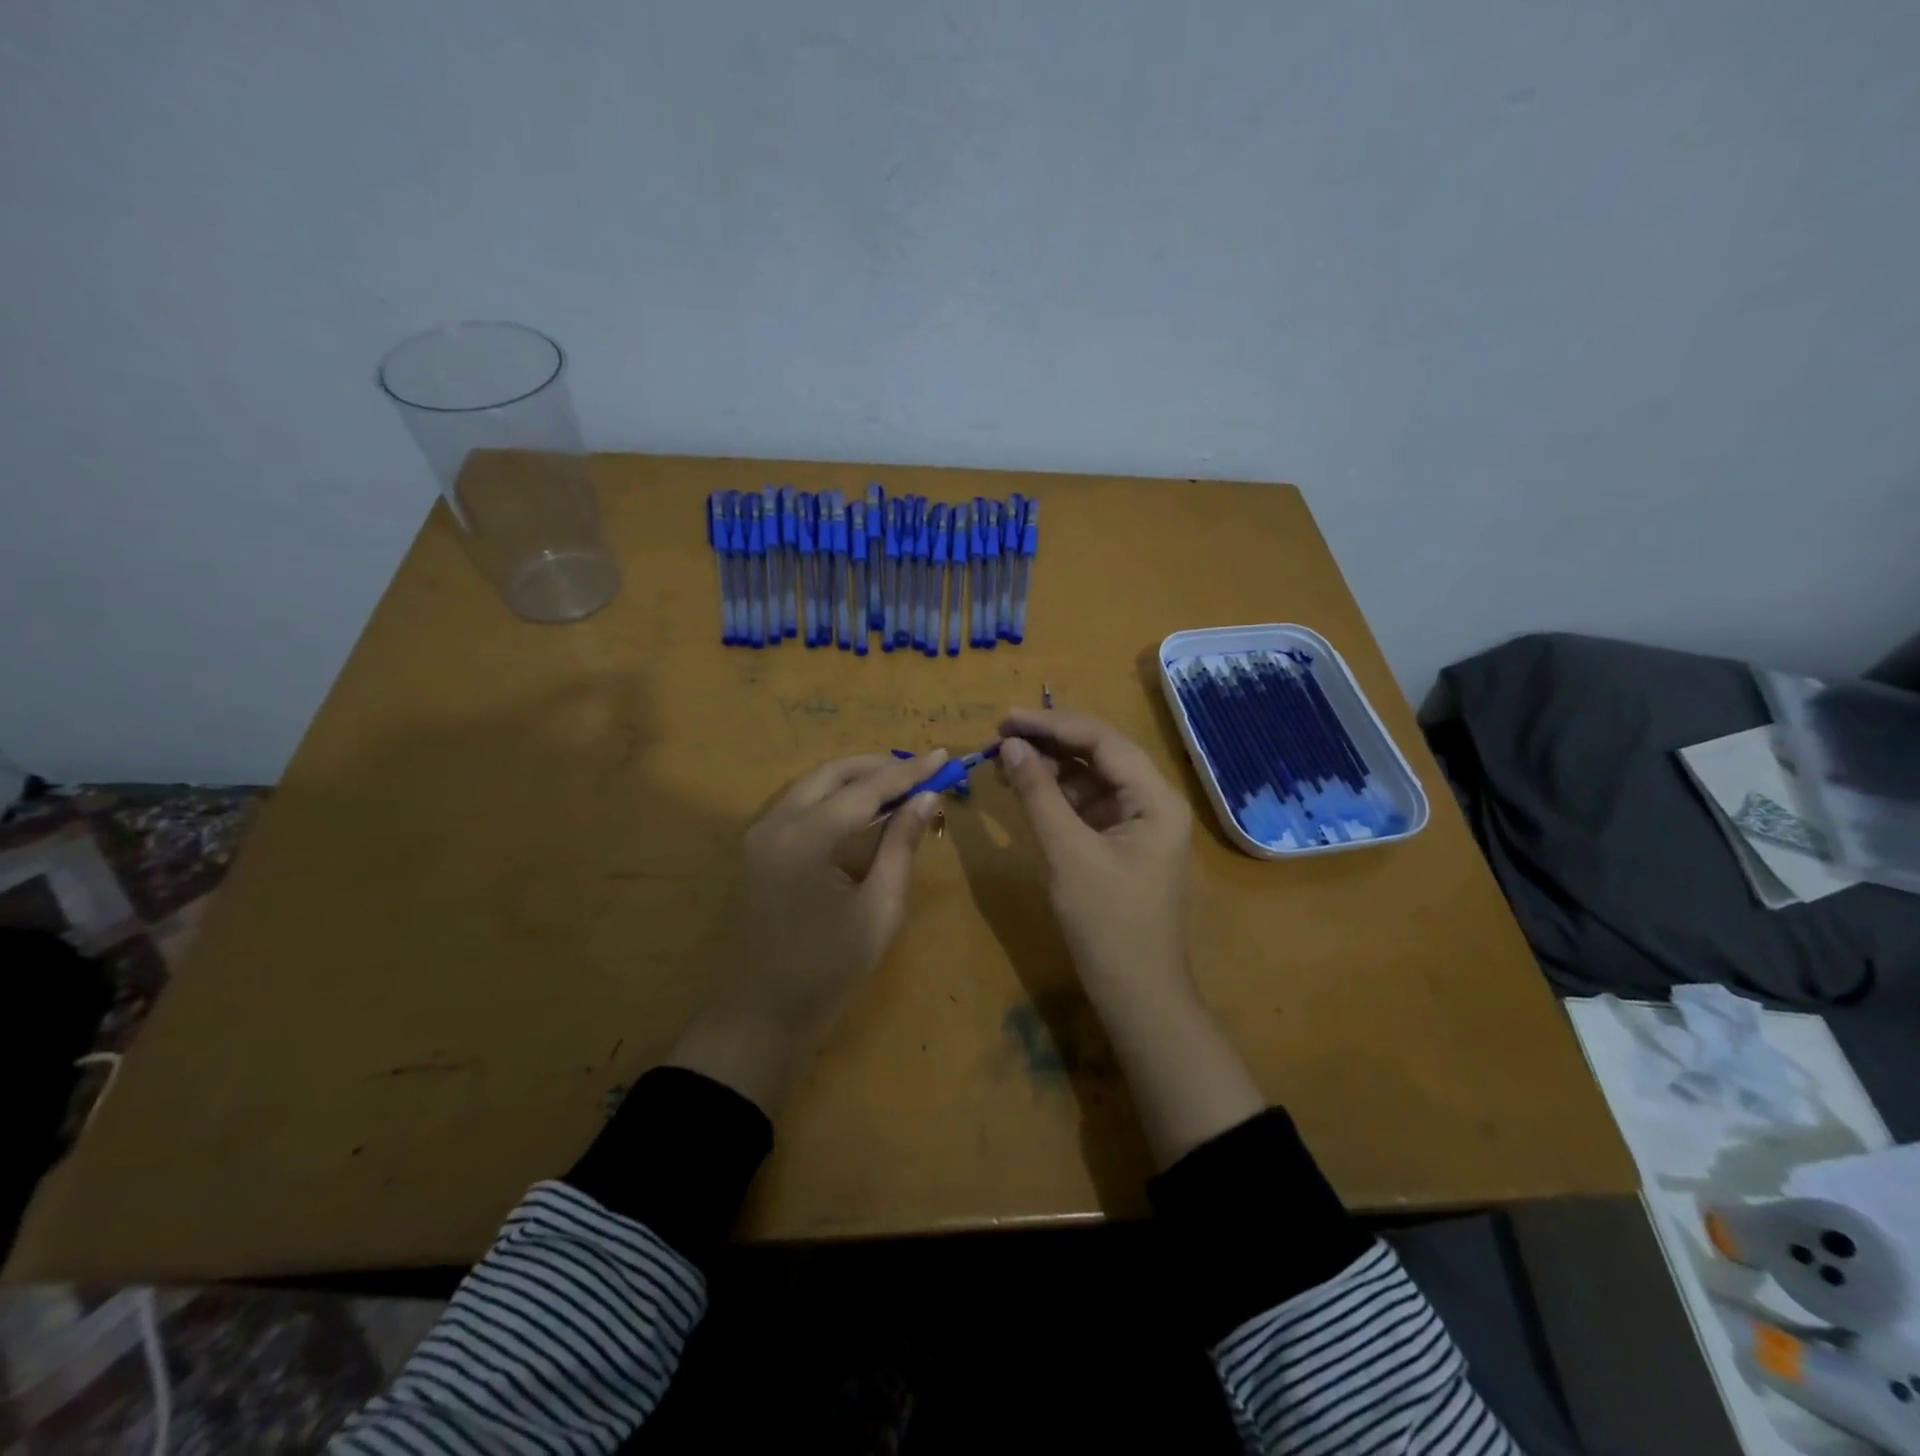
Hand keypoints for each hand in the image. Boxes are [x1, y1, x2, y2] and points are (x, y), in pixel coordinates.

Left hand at [668, 752, 942, 1112]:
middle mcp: (776, 823)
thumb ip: (901, 846)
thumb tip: (926, 798)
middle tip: (921, 769)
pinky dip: (830, 795)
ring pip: (811, 784)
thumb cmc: (828, 970)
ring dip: (853, 777)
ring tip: (896, 783)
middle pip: (832, 774)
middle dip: (878, 766)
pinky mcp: (755, 848)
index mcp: (806, 839)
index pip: (866, 789)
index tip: (943, 755)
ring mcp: (759, 834)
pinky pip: (796, 803)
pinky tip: (858, 806)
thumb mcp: (879, 910)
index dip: (908, 773)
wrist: (761, 1015)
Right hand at [996, 709, 1192, 990]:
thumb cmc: (1108, 923)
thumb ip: (1038, 794)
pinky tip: (1025, 788)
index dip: (1053, 724)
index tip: (1006, 718)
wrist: (1135, 994)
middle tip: (1000, 734)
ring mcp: (1135, 822)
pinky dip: (1054, 794)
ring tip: (1005, 758)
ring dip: (1049, 766)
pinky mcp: (1118, 842)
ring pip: (1089, 777)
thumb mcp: (1067, 854)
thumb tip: (1010, 745)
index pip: (1103, 740)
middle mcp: (1151, 800)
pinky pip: (1084, 804)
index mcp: (1155, 798)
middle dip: (1050, 741)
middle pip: (1099, 753)